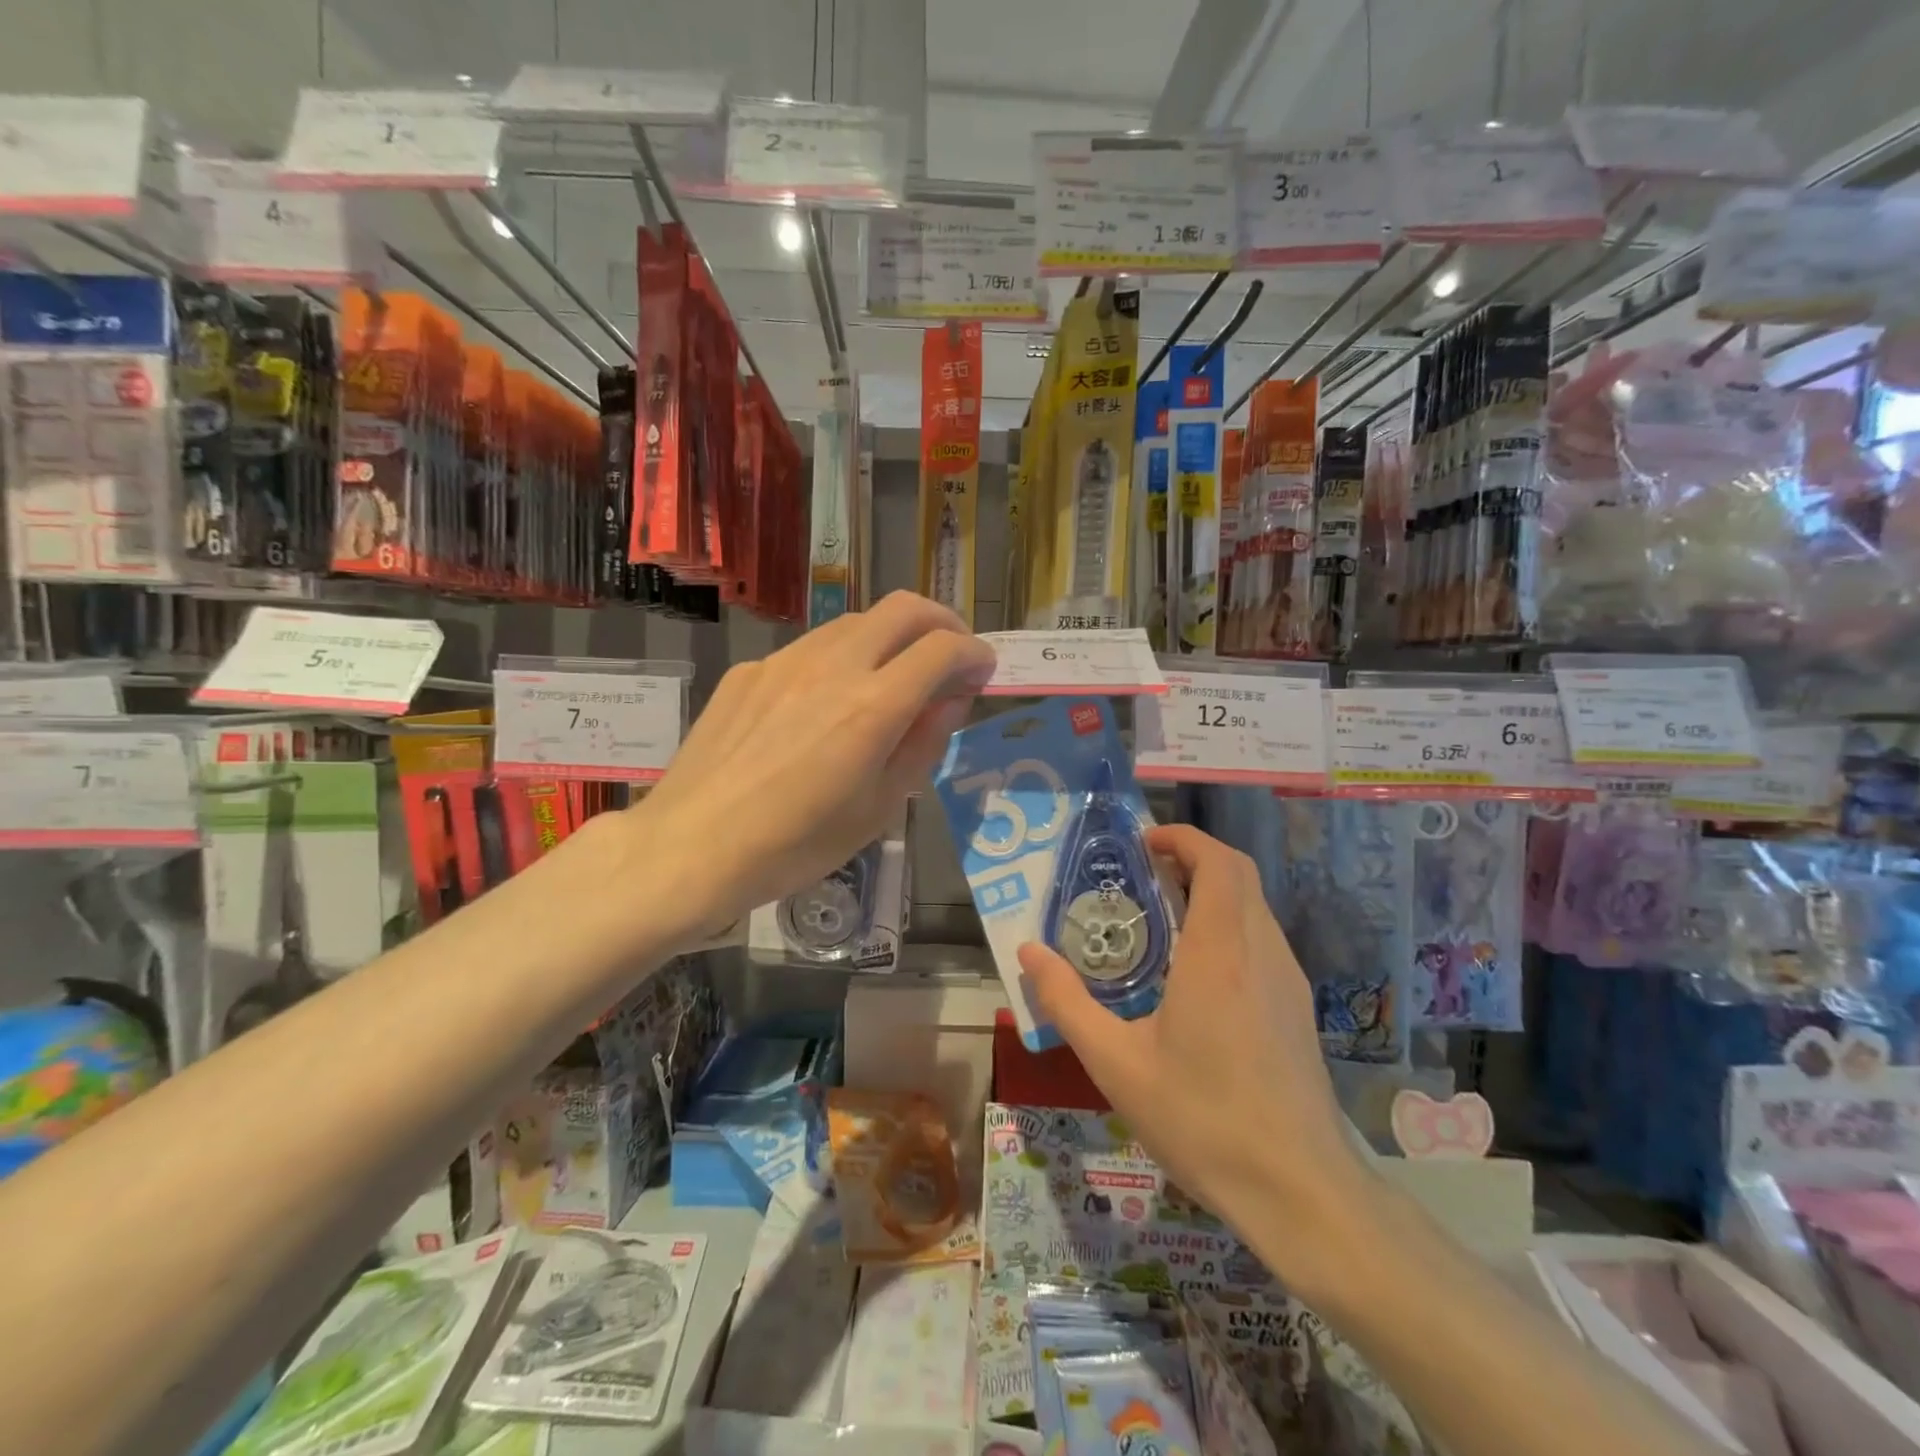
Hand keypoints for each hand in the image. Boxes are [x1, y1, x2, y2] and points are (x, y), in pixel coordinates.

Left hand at [635, 592, 994, 939]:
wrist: (691, 848)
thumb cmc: (796, 845)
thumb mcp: (878, 808)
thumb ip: (923, 744)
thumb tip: (951, 701)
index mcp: (873, 707)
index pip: (943, 649)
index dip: (974, 654)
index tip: (982, 672)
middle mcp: (833, 665)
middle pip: (903, 608)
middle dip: (942, 622)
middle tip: (951, 656)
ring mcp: (785, 661)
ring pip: (856, 621)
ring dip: (890, 637)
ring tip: (893, 677)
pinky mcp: (750, 670)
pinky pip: (811, 649)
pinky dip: (841, 660)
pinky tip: (826, 704)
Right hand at [1018, 825, 1368, 1249]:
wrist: (1300, 1191)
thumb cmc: (1202, 1120)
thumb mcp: (1116, 1064)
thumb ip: (1067, 1002)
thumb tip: (1028, 953)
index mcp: (1220, 953)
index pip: (1218, 862)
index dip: (1183, 837)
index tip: (1143, 842)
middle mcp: (1261, 952)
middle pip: (1239, 873)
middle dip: (1193, 856)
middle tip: (1144, 872)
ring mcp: (1288, 979)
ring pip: (1254, 905)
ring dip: (1212, 889)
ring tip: (1161, 915)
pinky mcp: (1297, 1006)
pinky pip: (1262, 938)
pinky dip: (1228, 923)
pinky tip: (1195, 969)